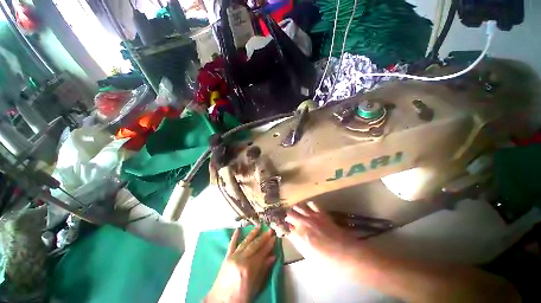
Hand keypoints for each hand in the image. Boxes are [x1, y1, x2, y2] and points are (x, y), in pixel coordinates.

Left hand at [206, 225, 275, 302]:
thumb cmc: (240, 297)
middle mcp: (241, 259)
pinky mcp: (227, 257)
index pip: (262, 253)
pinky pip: (231, 244)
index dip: (269, 245)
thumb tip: (273, 257)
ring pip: (245, 242)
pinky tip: (238, 229)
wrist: (220, 301)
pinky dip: (235, 236)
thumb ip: (263, 270)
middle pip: (254, 245)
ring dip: (253, 233)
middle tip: (270, 230)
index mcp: (249, 268)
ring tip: (259, 226)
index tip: (274, 238)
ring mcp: (233, 257)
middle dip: (263, 237)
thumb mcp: (255, 288)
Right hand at [285, 202, 357, 265]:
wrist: (345, 253)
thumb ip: (297, 242)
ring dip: (296, 209)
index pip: (284, 227)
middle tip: (289, 219)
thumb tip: (292, 235)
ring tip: (297, 212)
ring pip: (298, 206)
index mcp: (298, 236)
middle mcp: (302, 223)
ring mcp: (311, 216)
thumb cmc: (326, 260)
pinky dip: (307, 205)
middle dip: (287, 216)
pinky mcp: (320, 213)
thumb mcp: (307, 255)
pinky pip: (311, 204)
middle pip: (289, 213)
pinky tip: (308, 209)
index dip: (282, 227)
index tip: (282, 228)